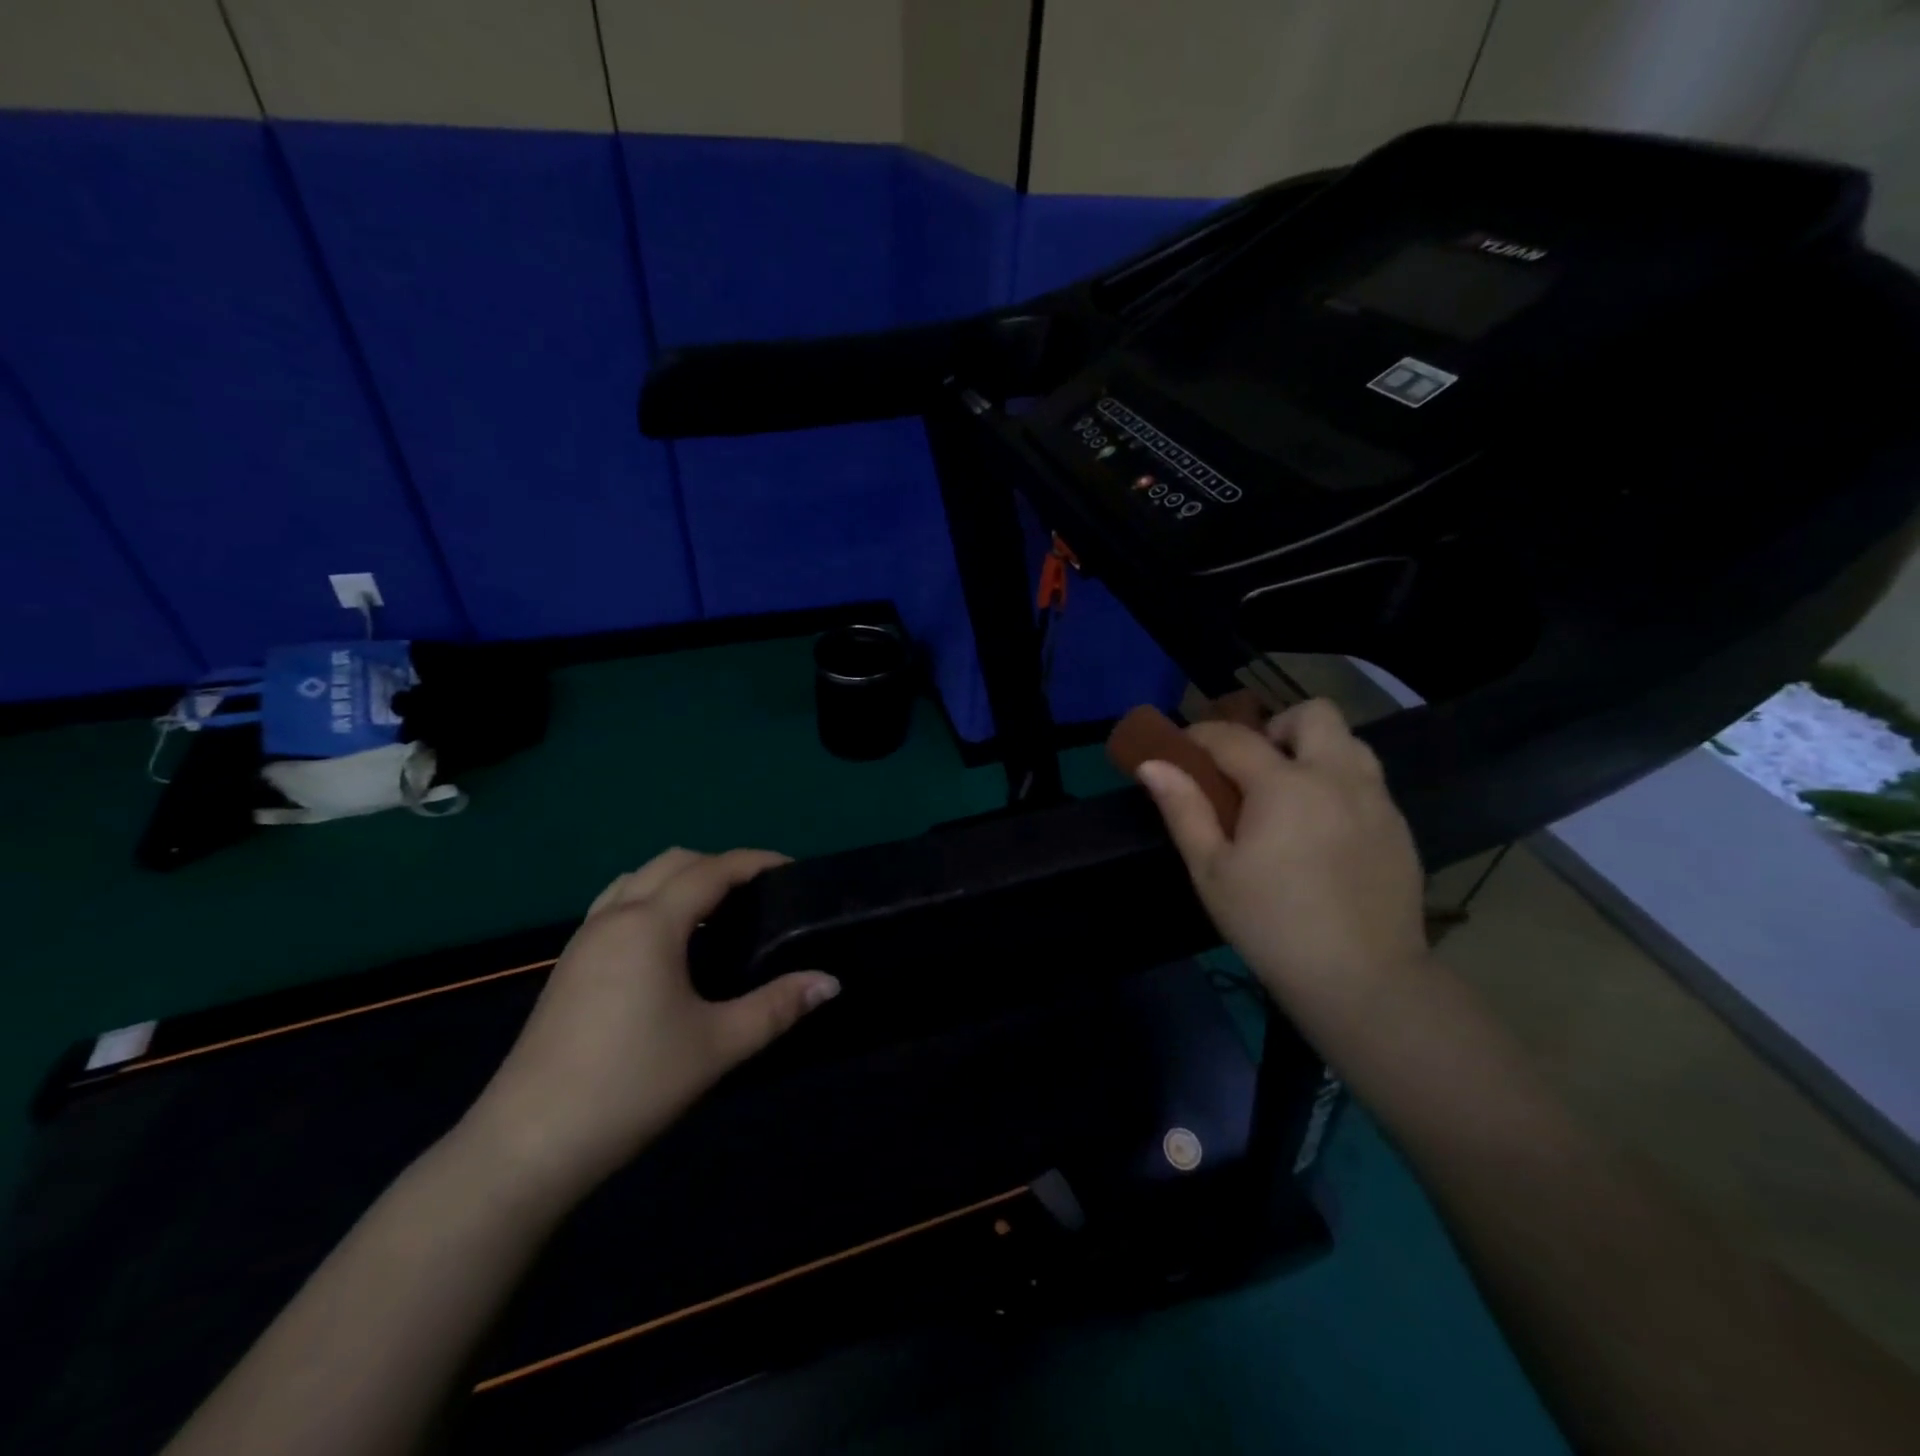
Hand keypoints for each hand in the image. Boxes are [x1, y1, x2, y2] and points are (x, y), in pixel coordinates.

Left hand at [463, 848, 839, 1197]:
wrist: (527, 1146)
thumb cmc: (631, 1085)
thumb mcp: (718, 1045)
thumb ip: (778, 1006)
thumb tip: (830, 982)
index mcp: (650, 924)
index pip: (711, 869)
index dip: (756, 861)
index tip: (792, 871)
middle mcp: (614, 917)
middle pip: (672, 862)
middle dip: (719, 865)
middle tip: (759, 895)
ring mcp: (584, 941)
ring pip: (637, 879)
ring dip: (680, 880)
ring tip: (716, 914)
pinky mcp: (568, 967)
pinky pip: (616, 905)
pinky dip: (651, 900)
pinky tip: (668, 946)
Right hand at [1136, 700, 1426, 1016]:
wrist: (1364, 981)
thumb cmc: (1271, 925)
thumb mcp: (1211, 872)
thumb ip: (1183, 810)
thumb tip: (1153, 765)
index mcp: (1284, 785)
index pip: (1234, 737)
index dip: (1201, 735)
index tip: (1183, 748)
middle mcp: (1336, 777)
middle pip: (1313, 714)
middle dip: (1277, 728)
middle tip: (1254, 770)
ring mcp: (1377, 800)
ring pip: (1349, 742)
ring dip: (1314, 751)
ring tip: (1290, 795)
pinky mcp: (1400, 827)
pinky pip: (1368, 780)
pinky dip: (1339, 784)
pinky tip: (1323, 831)